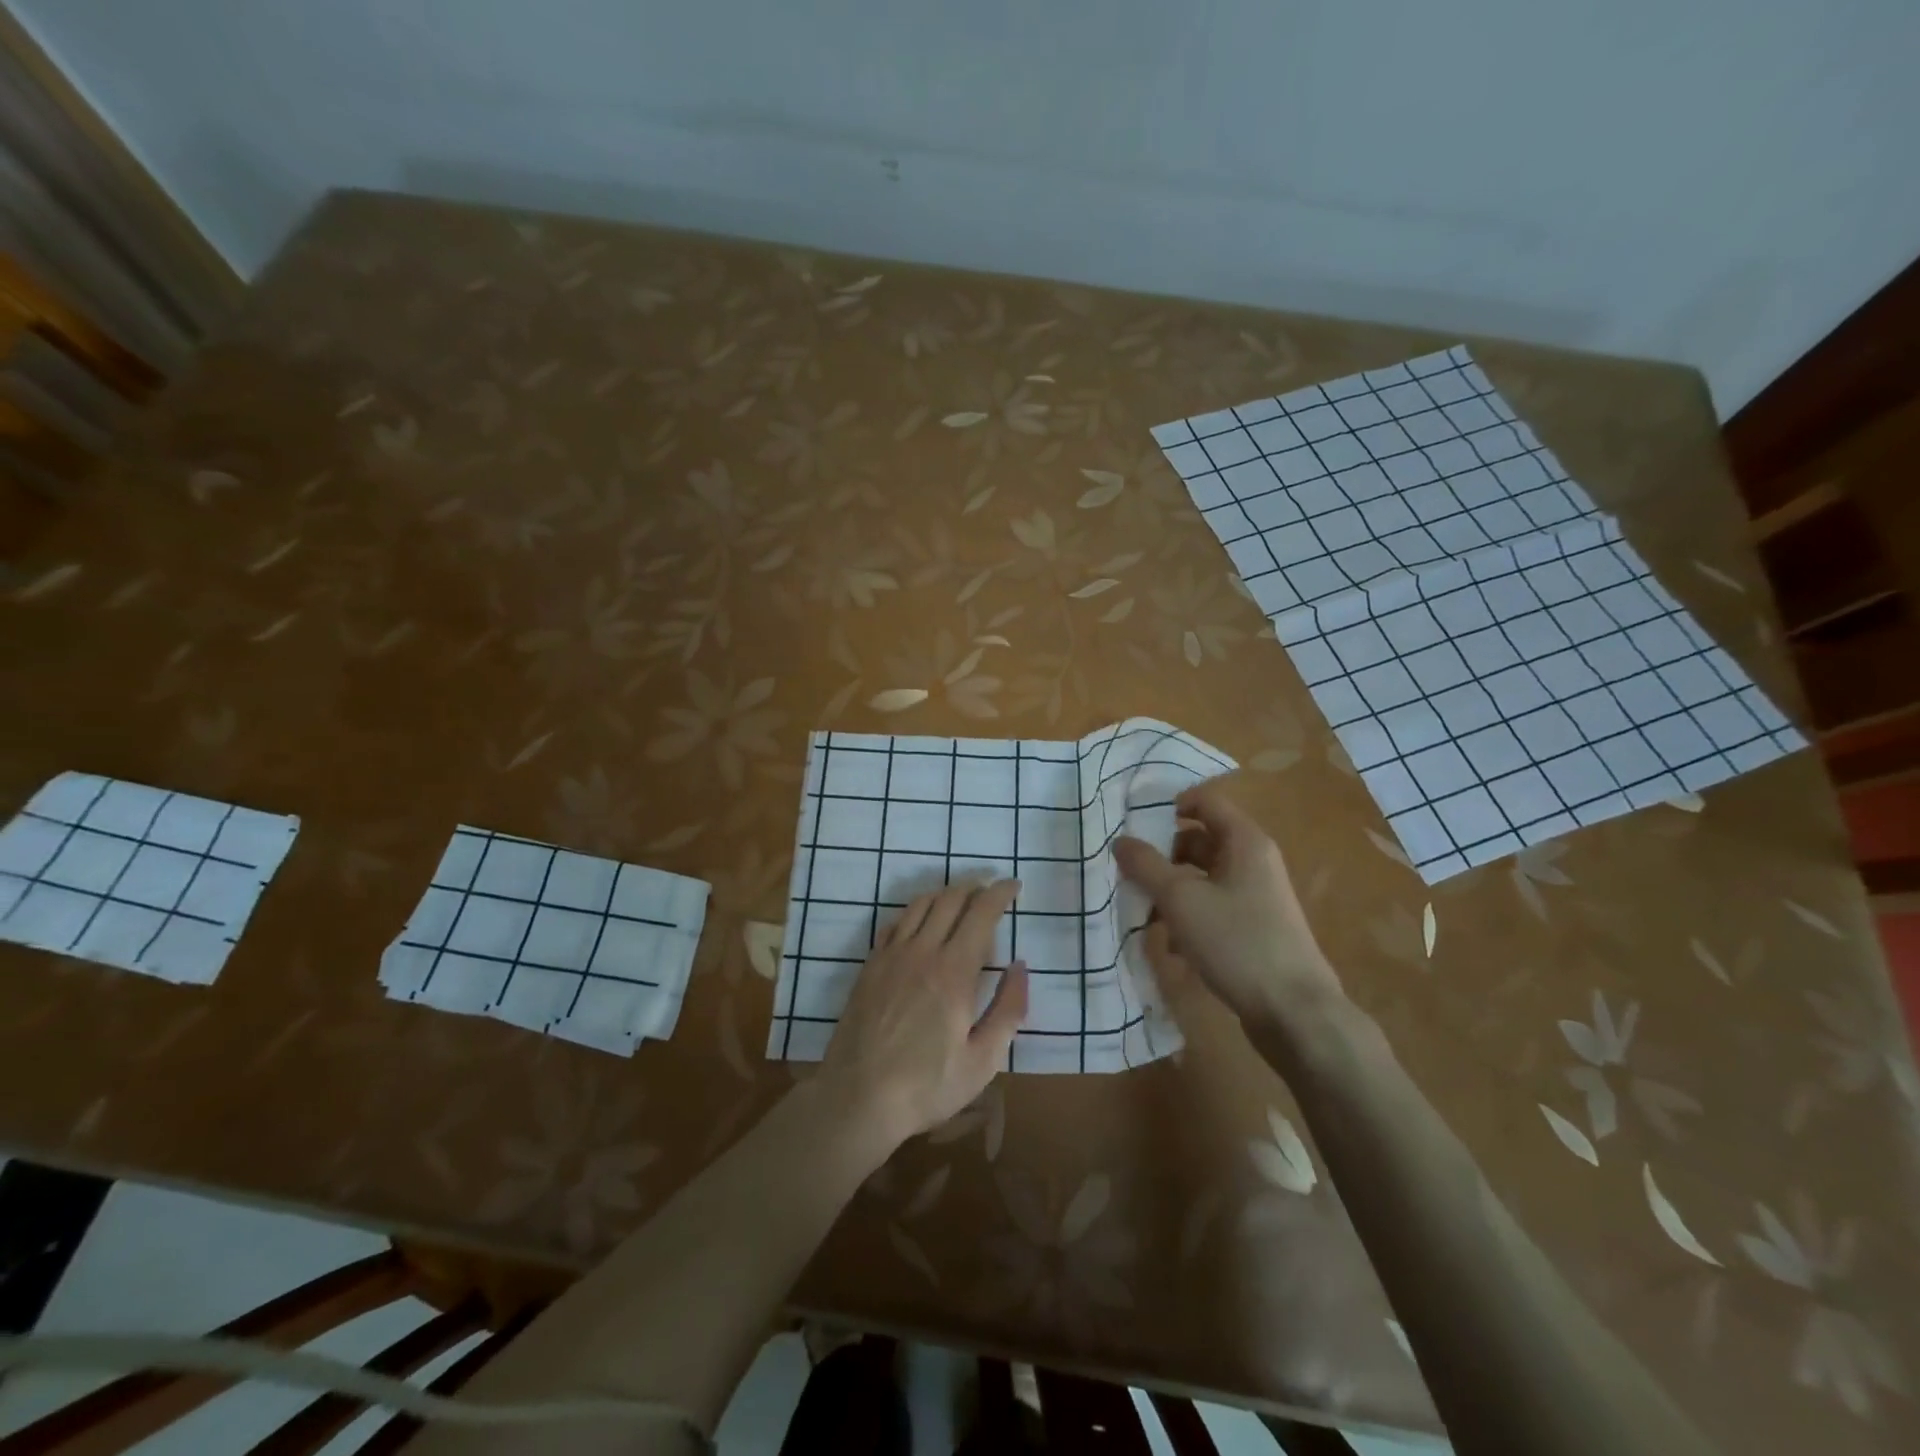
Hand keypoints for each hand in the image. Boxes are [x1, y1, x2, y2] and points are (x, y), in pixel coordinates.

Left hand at [818, 879, 1028, 1154]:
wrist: (857, 1098)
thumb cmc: (927, 1085)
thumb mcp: (983, 1060)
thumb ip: (1008, 1009)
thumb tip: (1020, 967)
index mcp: (954, 971)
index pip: (981, 912)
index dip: (1000, 893)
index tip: (1014, 885)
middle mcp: (922, 951)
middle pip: (950, 899)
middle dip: (975, 886)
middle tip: (991, 887)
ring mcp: (891, 956)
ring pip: (920, 904)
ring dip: (945, 893)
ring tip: (961, 898)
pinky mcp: (870, 966)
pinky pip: (895, 922)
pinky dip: (916, 911)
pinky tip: (922, 922)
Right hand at [1115, 783, 1341, 1028]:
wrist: (1294, 1012)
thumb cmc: (1237, 941)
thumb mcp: (1181, 899)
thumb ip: (1146, 865)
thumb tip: (1121, 841)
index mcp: (1245, 842)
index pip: (1205, 802)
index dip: (1169, 806)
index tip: (1133, 825)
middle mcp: (1254, 862)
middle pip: (1200, 842)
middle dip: (1162, 856)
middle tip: (1128, 873)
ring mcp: (1256, 897)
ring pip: (1202, 879)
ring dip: (1171, 892)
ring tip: (1143, 914)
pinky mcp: (1254, 929)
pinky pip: (1212, 910)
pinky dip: (1189, 919)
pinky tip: (1171, 947)